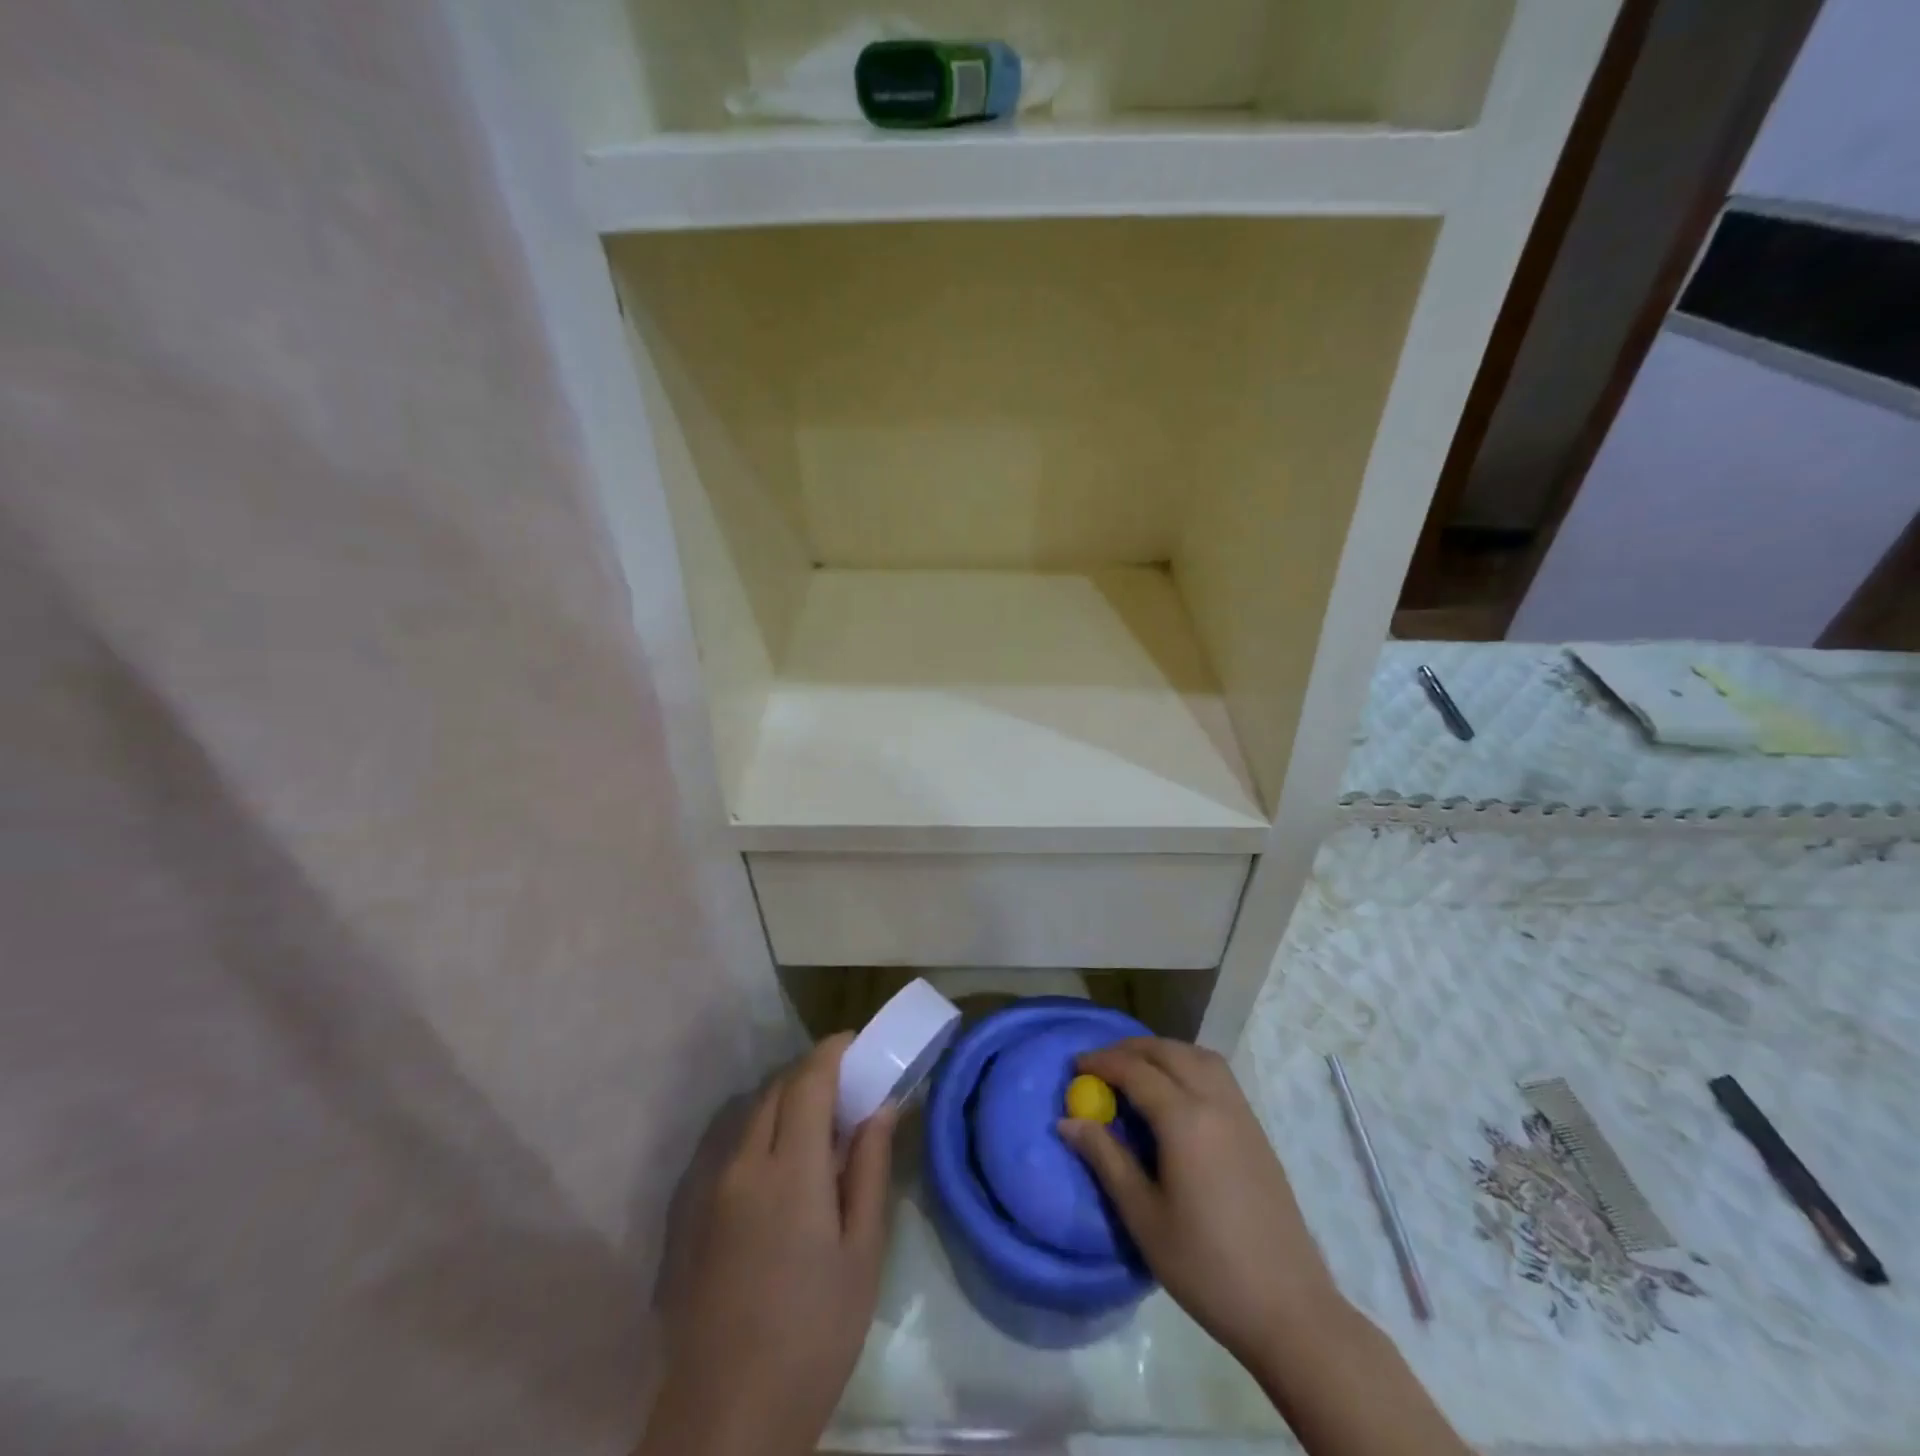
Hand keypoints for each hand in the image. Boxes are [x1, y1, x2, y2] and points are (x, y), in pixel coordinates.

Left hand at [639, 1034, 894, 1455]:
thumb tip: (882, 1107)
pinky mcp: (700, 1214)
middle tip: (851, 1084)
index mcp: (791, 1169)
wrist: (726, 1418)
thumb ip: (870, 1169)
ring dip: (790, 1099)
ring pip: (755, 1114)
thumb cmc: (814, 1334)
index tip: (860, 1041)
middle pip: (778, 1089)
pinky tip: (791, 1164)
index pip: (809, 1080)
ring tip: (827, 1122)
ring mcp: (716, 1188)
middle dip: (814, 1072)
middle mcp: (746, 1163)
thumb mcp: (862, 1253)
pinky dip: (769, 1128)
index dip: (834, 1051)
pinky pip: (739, 1145)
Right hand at [1059, 1038, 1340, 1364]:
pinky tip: (1175, 1093)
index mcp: (1185, 1120)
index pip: (1135, 1071)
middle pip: (1168, 1052)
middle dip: (1130, 1050)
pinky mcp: (1256, 1130)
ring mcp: (1242, 1113)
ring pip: (1198, 1056)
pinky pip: (1217, 1075)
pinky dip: (1188, 1065)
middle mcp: (1215, 1102)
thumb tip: (1068, 1121)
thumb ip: (1106, 1159)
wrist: (1288, 1309)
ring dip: (1163, 1052)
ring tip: (1136, 1071)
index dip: (1102, 1062)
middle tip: (1100, 1065)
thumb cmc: (1206, 1267)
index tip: (1075, 1066)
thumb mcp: (1143, 1216)